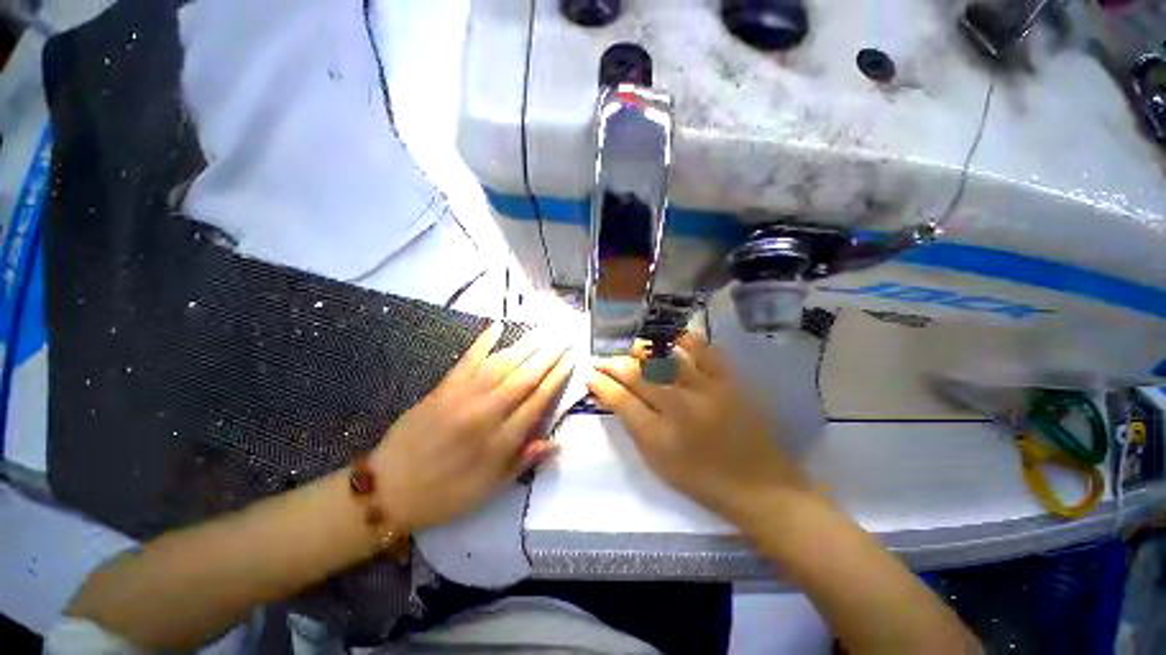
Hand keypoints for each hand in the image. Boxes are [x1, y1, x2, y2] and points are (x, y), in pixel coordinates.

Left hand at [371, 324, 572, 530]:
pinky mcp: (443, 388)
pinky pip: (467, 360)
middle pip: (525, 376)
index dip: (557, 377)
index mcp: (501, 440)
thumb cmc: (446, 493)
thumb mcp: (490, 489)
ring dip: (527, 344)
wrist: (389, 489)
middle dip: (549, 354)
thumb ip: (524, 462)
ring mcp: (464, 396)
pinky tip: (497, 326)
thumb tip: (556, 443)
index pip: (538, 400)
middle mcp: (487, 412)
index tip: (572, 359)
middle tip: (565, 336)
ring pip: (503, 364)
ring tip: (545, 329)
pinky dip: (483, 341)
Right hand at [588, 333, 810, 520]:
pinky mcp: (730, 383)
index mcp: (658, 436)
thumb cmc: (702, 481)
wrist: (759, 486)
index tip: (591, 374)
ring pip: (665, 360)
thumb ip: (634, 428)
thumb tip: (615, 397)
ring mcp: (707, 391)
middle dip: (613, 363)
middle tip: (603, 358)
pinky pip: (706, 352)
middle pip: (637, 375)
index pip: (620, 399)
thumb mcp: (658, 464)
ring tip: (631, 347)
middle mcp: (679, 408)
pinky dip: (687, 342)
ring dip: (642, 350)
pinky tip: (673, 338)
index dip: (601, 383)